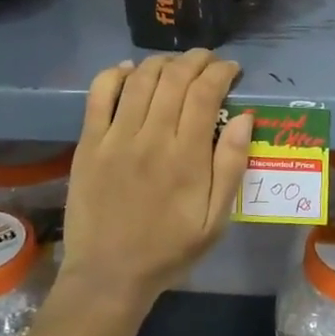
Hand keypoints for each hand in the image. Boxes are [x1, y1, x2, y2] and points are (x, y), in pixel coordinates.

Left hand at [57, 50, 253, 309]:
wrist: (109, 275)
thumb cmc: (170, 249)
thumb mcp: (216, 219)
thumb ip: (231, 166)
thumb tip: (245, 118)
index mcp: (187, 157)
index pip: (206, 93)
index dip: (221, 72)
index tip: (231, 69)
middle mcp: (151, 138)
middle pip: (175, 78)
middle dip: (197, 60)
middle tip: (209, 61)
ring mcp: (115, 138)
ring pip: (141, 79)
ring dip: (163, 62)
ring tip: (176, 65)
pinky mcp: (89, 144)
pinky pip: (99, 95)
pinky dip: (115, 74)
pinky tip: (130, 70)